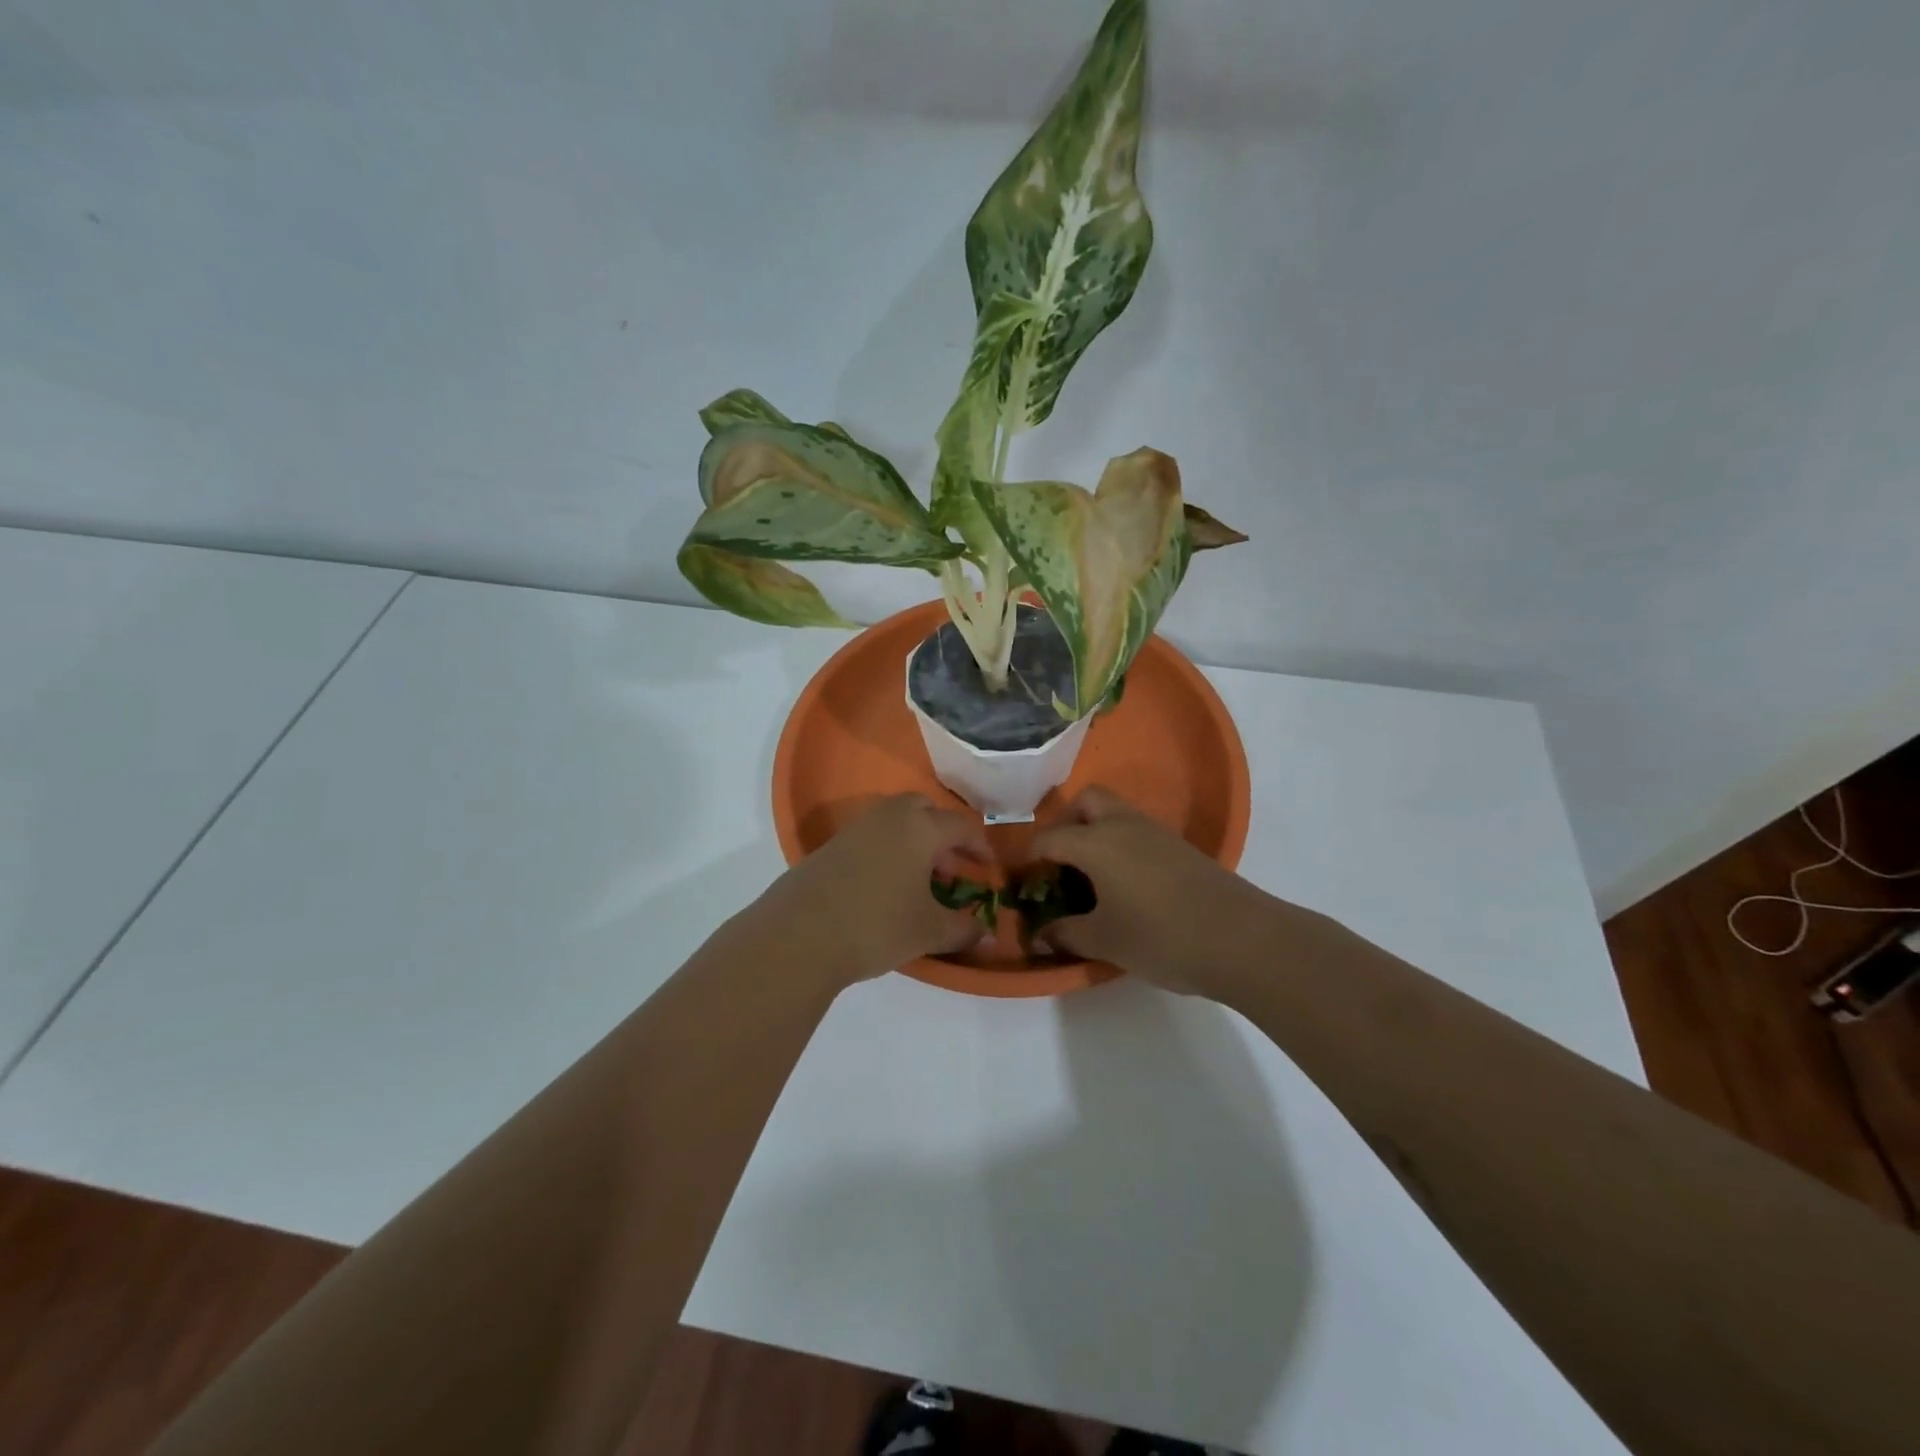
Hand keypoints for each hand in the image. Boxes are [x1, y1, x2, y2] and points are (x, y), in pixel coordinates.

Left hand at [756, 794, 993, 984]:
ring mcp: (857, 828)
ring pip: (896, 821)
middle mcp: (890, 816)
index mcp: (920, 827)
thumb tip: (988, 934)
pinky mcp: (832, 845)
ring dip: (915, 842)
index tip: (989, 868)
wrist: (800, 934)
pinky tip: (886, 887)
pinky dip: (889, 851)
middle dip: (944, 835)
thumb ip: (963, 929)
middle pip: (925, 811)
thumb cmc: (877, 925)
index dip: (980, 846)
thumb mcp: (929, 931)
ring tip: (920, 881)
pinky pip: (872, 836)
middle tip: (952, 868)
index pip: (962, 825)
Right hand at [1027, 786, 1272, 993]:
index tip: (1018, 878)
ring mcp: (1157, 834)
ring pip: (1116, 814)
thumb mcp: (1105, 940)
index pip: (1049, 838)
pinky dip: (1121, 846)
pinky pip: (1138, 832)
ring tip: (1090, 877)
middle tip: (1060, 862)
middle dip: (1066, 823)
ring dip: (1096, 833)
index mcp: (1096, 843)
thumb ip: (1065, 934)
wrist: (1241, 939)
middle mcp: (1124, 826)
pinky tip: (1126, 885)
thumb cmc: (1160, 936)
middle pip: (1087, 801)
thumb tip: (1038, 935)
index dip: (1028, 857)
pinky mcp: (1181, 848)